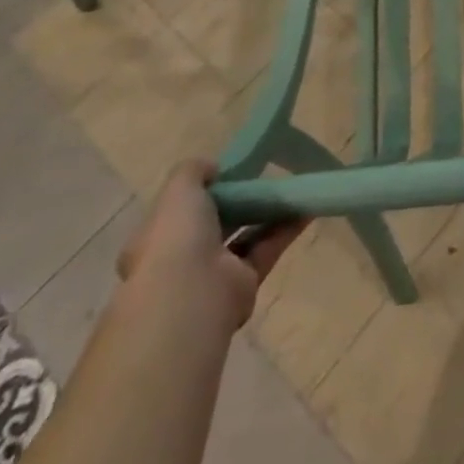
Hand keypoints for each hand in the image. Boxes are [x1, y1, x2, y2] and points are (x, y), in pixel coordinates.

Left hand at [116, 160, 304, 326]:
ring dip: (267, 213)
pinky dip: (286, 229)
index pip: (179, 211)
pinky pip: (267, 249)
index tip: (226, 173)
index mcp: (158, 238)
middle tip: (262, 177)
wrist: (192, 295)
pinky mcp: (244, 284)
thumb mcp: (178, 188)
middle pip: (216, 222)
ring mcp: (213, 273)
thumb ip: (194, 170)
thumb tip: (213, 169)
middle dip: (239, 201)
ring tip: (292, 188)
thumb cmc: (176, 236)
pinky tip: (306, 209)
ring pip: (244, 235)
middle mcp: (183, 258)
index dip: (202, 191)